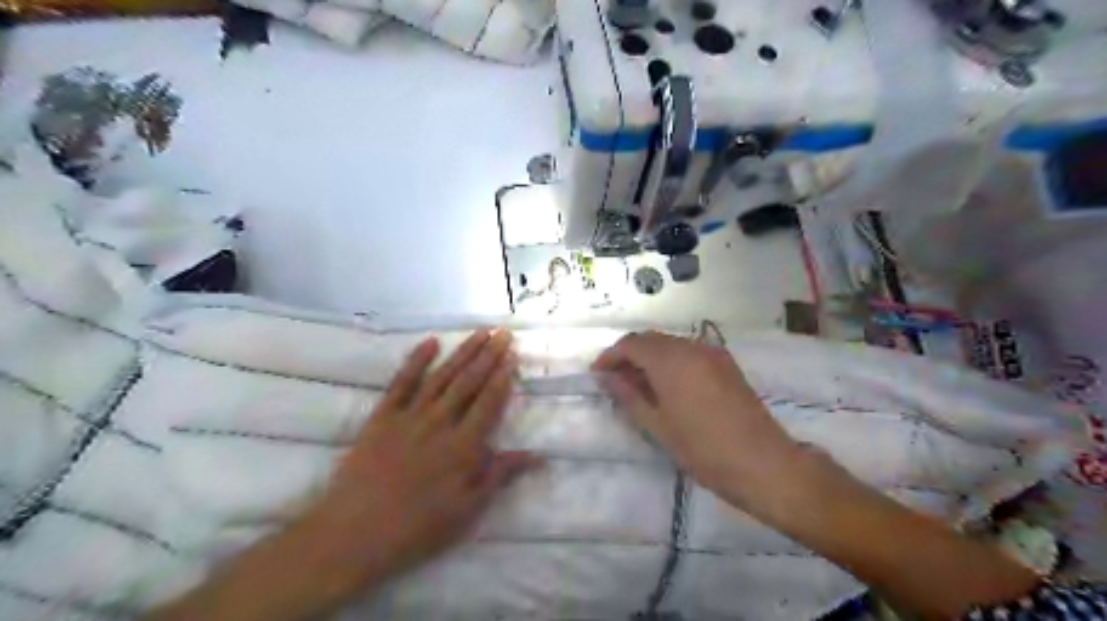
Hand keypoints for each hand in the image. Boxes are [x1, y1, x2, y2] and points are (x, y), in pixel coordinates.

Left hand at [299, 329, 540, 590]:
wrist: (353, 534)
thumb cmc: (417, 528)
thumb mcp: (467, 510)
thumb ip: (500, 475)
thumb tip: (538, 455)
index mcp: (463, 446)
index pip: (489, 402)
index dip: (502, 377)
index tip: (512, 356)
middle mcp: (439, 422)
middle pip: (468, 382)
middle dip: (488, 355)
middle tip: (503, 333)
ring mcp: (409, 416)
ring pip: (442, 376)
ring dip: (462, 352)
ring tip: (479, 333)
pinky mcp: (382, 417)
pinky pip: (401, 382)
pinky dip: (416, 360)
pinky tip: (431, 342)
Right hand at [593, 332, 801, 506]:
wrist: (764, 463)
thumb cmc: (703, 449)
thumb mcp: (658, 426)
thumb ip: (629, 396)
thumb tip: (607, 377)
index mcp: (671, 360)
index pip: (631, 344)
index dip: (610, 356)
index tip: (597, 375)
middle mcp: (691, 347)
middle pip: (650, 339)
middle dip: (629, 354)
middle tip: (615, 380)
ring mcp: (712, 352)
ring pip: (670, 343)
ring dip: (650, 357)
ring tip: (639, 385)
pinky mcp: (725, 363)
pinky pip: (689, 351)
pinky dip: (671, 360)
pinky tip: (667, 385)